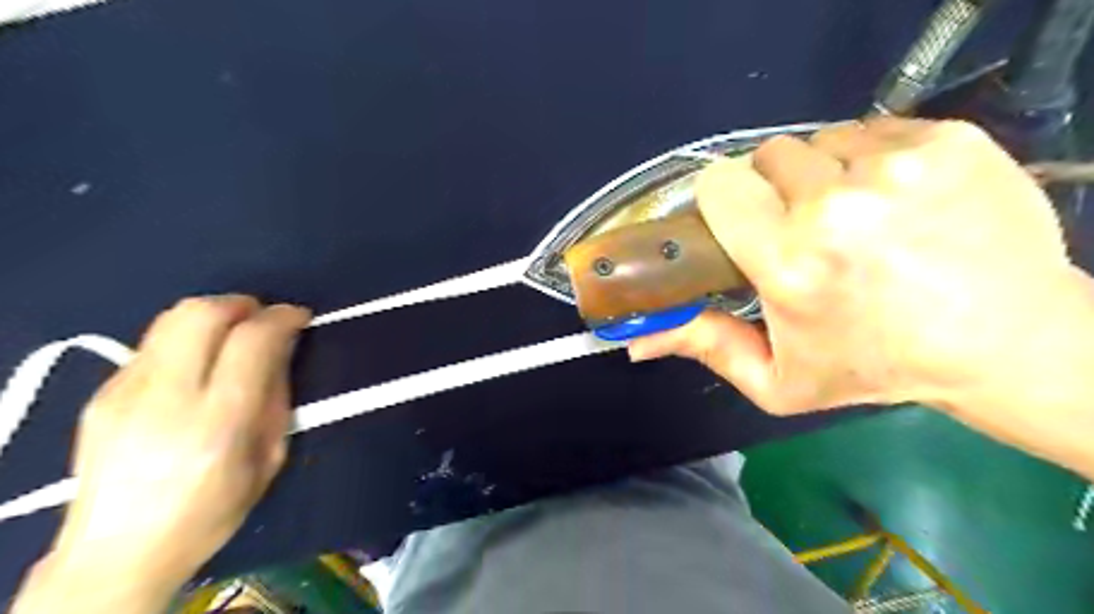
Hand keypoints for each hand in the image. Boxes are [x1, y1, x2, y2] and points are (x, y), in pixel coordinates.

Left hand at [14, 294, 308, 612]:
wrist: (117, 553)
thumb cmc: (212, 511)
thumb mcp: (268, 458)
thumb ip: (276, 396)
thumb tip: (282, 349)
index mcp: (217, 423)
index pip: (250, 342)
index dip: (281, 317)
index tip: (299, 316)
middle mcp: (165, 399)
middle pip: (200, 314)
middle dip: (242, 303)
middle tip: (263, 316)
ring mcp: (123, 393)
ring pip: (170, 319)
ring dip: (213, 314)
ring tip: (234, 331)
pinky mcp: (101, 394)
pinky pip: (152, 343)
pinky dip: (186, 338)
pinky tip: (198, 362)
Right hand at [628, 118, 1078, 416]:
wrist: (1004, 342)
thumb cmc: (874, 366)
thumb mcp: (777, 380)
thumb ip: (704, 348)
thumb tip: (634, 342)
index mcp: (788, 262)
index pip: (719, 185)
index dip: (723, 201)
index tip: (742, 224)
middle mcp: (836, 207)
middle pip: (766, 156)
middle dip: (772, 190)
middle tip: (799, 228)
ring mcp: (897, 166)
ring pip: (819, 141)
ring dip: (821, 175)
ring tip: (850, 217)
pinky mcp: (948, 140)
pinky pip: (874, 129)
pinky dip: (871, 159)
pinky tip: (894, 200)